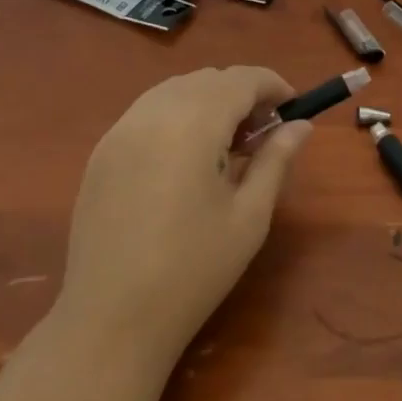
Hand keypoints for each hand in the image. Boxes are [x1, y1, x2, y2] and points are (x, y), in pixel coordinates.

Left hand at [55, 67, 309, 371]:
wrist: (110, 321)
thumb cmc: (193, 271)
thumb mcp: (249, 216)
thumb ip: (275, 160)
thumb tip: (300, 126)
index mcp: (193, 124)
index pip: (241, 79)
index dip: (273, 85)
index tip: (293, 108)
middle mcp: (153, 113)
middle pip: (208, 79)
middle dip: (242, 94)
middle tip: (262, 135)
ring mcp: (120, 130)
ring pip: (175, 89)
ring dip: (208, 101)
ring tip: (225, 146)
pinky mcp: (101, 152)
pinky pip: (147, 111)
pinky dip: (176, 115)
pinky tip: (185, 159)